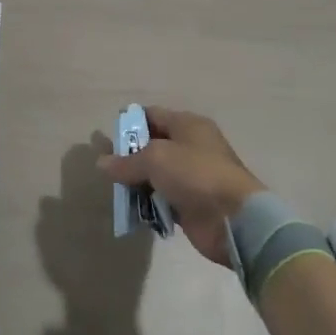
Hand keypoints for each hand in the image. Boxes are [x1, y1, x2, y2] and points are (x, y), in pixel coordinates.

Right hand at [99, 107, 264, 267]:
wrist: (233, 219)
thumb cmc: (195, 174)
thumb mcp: (155, 159)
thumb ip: (126, 161)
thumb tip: (101, 163)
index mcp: (188, 125)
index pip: (151, 115)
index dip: (129, 123)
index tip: (107, 136)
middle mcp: (191, 147)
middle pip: (152, 145)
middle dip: (128, 155)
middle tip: (106, 167)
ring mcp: (192, 176)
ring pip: (155, 174)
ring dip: (137, 182)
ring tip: (115, 190)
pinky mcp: (191, 203)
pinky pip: (162, 198)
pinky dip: (148, 202)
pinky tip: (132, 208)